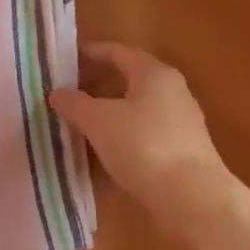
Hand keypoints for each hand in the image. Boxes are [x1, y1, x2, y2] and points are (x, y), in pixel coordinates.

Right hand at [50, 43, 227, 219]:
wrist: (192, 198)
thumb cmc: (143, 146)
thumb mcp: (99, 121)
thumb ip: (75, 104)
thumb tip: (56, 93)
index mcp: (154, 74)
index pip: (118, 52)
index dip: (91, 52)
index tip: (66, 58)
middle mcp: (173, 90)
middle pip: (129, 78)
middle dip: (98, 82)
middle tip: (68, 91)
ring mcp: (181, 121)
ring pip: (138, 105)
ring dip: (110, 109)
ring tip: (81, 119)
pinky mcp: (183, 149)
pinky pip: (145, 130)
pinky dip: (123, 131)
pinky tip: (106, 147)